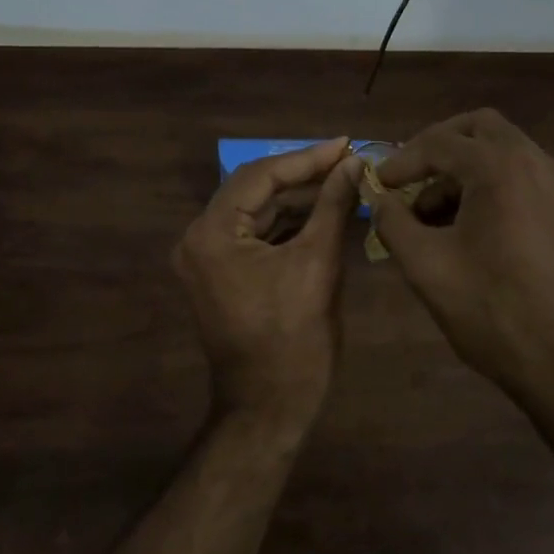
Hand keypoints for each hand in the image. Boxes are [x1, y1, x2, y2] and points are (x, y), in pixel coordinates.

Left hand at [173, 138, 361, 428]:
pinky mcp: (220, 275)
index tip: (346, 145)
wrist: (268, 408)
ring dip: (296, 198)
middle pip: (254, 190)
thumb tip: (355, 164)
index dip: (306, 158)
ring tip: (342, 181)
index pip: (260, 176)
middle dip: (303, 176)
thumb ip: (333, 206)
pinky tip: (321, 211)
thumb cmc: (294, 340)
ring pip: (255, 212)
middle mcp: (198, 239)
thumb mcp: (318, 265)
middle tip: (348, 161)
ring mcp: (206, 259)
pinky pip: (254, 235)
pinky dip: (286, 223)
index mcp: (212, 234)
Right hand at [373, 110, 553, 397]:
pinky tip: (472, 228)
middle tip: (410, 178)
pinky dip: (492, 184)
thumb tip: (378, 198)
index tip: (378, 184)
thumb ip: (393, 222)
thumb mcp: (427, 267)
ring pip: (505, 151)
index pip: (439, 142)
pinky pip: (525, 177)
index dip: (401, 161)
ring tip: (434, 213)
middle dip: (439, 146)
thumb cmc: (494, 313)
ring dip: (465, 168)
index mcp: (500, 168)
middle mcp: (536, 163)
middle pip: (479, 128)